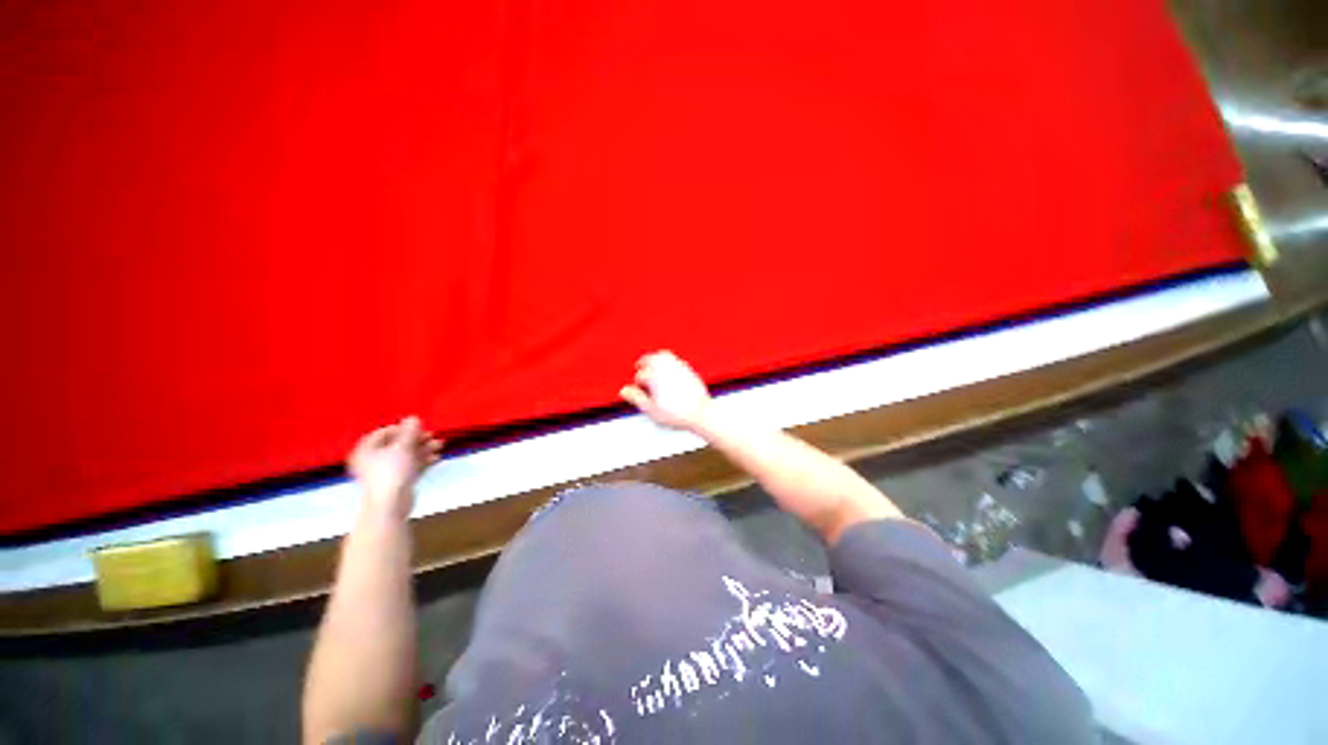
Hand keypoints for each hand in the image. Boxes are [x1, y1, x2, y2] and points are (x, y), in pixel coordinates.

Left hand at [347, 416, 442, 518]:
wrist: (390, 505)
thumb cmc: (391, 472)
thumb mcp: (403, 447)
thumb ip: (410, 432)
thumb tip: (413, 417)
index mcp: (366, 450)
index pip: (382, 433)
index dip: (400, 428)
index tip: (417, 427)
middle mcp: (373, 460)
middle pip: (397, 445)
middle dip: (417, 439)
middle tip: (432, 435)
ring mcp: (385, 472)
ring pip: (406, 456)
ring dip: (423, 449)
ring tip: (440, 445)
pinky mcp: (397, 482)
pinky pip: (410, 467)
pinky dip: (422, 461)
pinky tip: (436, 458)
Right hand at [620, 351, 713, 431]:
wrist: (700, 412)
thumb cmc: (676, 413)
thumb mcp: (651, 409)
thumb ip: (636, 398)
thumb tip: (623, 390)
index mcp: (654, 376)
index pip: (640, 375)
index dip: (637, 383)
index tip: (638, 388)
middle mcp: (665, 367)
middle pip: (650, 358)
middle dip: (643, 362)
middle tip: (639, 366)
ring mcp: (678, 366)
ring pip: (662, 355)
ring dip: (655, 357)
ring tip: (651, 363)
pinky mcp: (688, 369)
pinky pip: (674, 358)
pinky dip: (667, 360)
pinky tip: (667, 368)